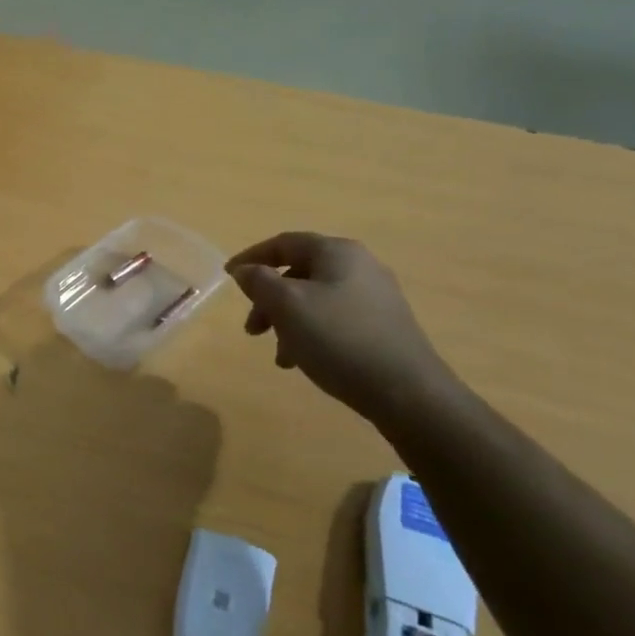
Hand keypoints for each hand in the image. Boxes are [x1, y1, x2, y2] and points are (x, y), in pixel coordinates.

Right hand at [227, 233, 452, 421]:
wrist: (407, 391)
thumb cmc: (338, 338)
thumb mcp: (287, 305)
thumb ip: (259, 282)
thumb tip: (246, 270)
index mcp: (337, 252)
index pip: (284, 243)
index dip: (251, 257)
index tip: (227, 277)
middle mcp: (359, 266)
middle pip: (298, 273)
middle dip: (268, 299)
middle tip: (252, 329)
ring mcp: (375, 297)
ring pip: (314, 300)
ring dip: (287, 322)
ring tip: (279, 355)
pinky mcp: (383, 326)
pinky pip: (334, 320)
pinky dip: (310, 334)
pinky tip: (303, 362)